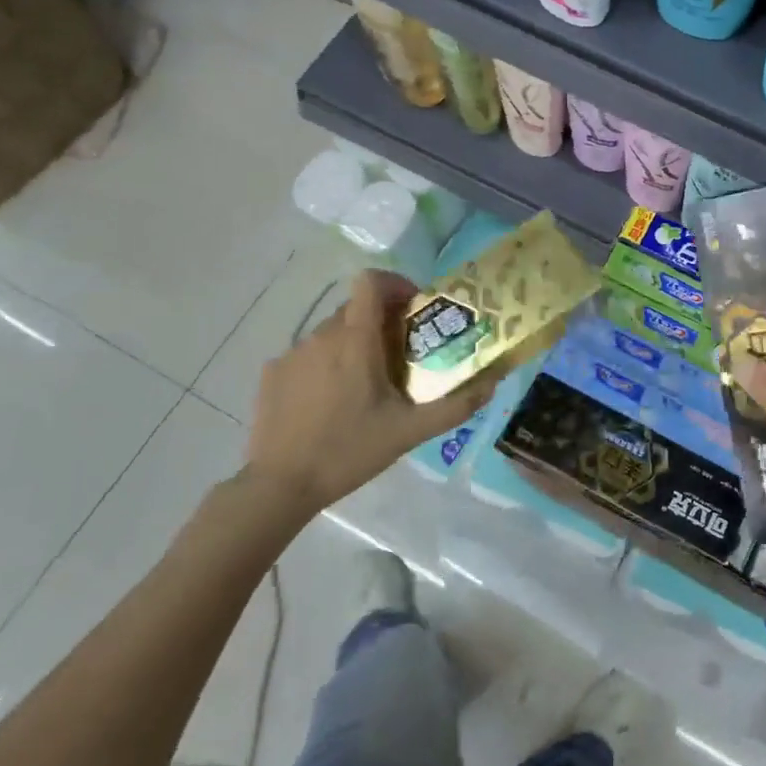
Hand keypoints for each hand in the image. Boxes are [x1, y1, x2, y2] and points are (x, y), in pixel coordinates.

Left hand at [241, 269, 496, 529]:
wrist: (280, 485)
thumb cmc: (350, 451)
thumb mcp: (411, 432)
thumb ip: (456, 405)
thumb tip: (492, 383)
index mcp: (355, 340)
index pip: (371, 281)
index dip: (395, 284)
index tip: (412, 309)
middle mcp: (321, 335)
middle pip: (356, 309)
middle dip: (381, 323)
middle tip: (399, 358)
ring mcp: (292, 353)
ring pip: (331, 333)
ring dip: (353, 346)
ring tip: (364, 387)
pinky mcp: (272, 372)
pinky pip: (307, 355)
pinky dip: (325, 366)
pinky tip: (329, 403)